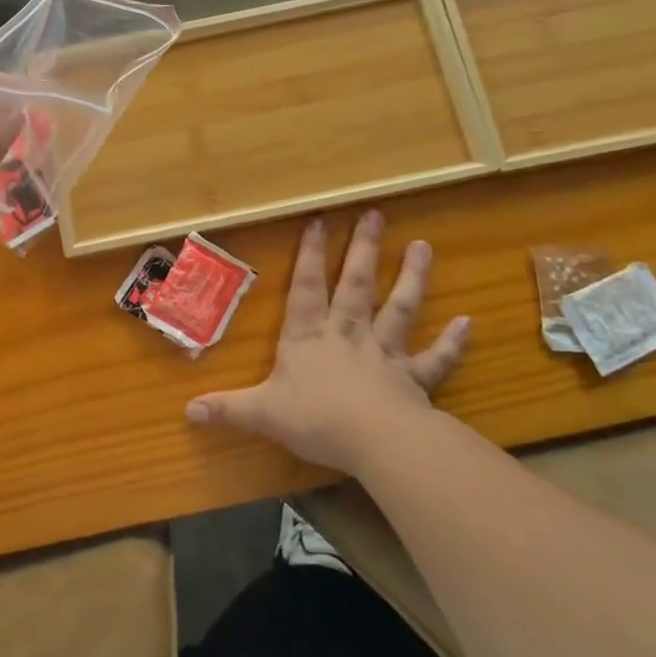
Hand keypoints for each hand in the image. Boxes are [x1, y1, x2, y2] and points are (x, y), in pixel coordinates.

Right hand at [184, 210, 469, 472]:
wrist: (376, 441)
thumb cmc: (316, 419)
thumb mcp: (262, 414)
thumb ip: (228, 409)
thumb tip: (188, 411)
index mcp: (309, 338)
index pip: (307, 288)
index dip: (311, 255)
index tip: (320, 221)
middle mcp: (348, 335)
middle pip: (356, 285)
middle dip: (363, 250)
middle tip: (376, 215)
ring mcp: (384, 355)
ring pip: (399, 309)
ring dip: (412, 278)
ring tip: (423, 246)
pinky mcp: (413, 380)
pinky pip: (435, 359)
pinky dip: (452, 342)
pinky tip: (468, 322)